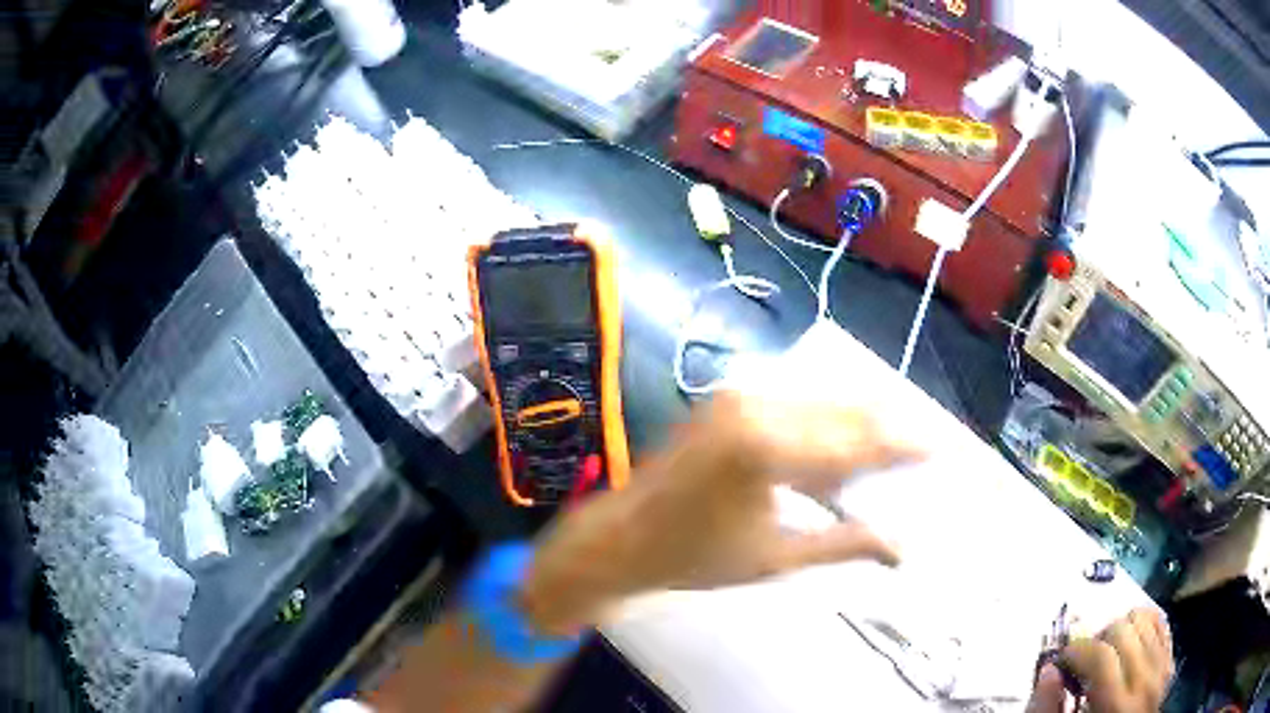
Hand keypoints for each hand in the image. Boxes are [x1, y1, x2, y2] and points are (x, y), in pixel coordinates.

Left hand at [519, 392, 923, 633]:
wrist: (622, 536)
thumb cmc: (695, 557)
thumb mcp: (777, 558)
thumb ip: (845, 543)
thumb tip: (903, 548)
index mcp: (770, 449)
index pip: (859, 443)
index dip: (904, 445)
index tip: (939, 447)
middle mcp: (759, 407)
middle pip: (847, 411)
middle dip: (889, 426)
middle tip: (923, 442)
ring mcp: (740, 396)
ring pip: (824, 401)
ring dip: (861, 420)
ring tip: (894, 442)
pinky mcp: (729, 397)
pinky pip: (795, 402)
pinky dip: (827, 420)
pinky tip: (846, 442)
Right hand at [1027, 608, 1173, 712]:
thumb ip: (1050, 708)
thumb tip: (1048, 670)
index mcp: (1117, 705)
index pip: (1101, 655)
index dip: (1076, 651)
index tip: (1061, 660)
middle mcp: (1146, 680)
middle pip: (1124, 630)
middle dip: (1098, 639)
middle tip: (1083, 661)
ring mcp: (1162, 668)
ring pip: (1145, 618)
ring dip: (1121, 630)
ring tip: (1106, 654)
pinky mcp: (1170, 661)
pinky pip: (1161, 623)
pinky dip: (1142, 627)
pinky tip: (1128, 646)